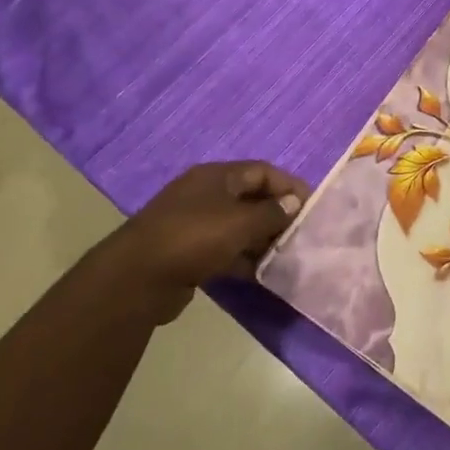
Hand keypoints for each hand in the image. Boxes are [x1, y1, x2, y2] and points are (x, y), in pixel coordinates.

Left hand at [77, 161, 309, 322]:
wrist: (137, 278)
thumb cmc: (194, 238)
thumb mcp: (240, 222)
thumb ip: (271, 213)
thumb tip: (294, 202)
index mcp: (216, 176)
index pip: (262, 171)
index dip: (289, 185)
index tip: (312, 206)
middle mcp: (205, 194)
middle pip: (251, 198)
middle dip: (278, 215)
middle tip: (302, 235)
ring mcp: (194, 224)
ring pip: (239, 227)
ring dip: (262, 240)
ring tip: (286, 257)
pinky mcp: (188, 253)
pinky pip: (224, 250)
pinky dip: (244, 258)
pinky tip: (262, 274)